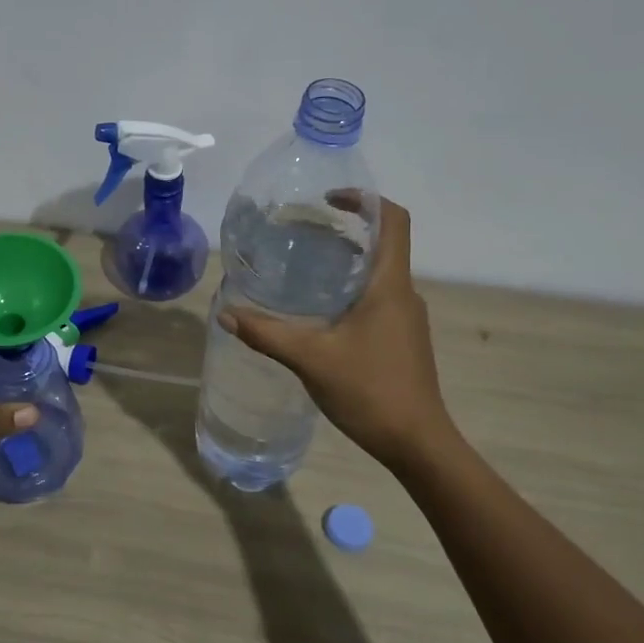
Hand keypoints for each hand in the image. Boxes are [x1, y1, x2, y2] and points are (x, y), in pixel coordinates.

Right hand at [219, 198, 453, 473]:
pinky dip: (351, 290)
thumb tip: (226, 313)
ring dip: (347, 262)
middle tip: (301, 232)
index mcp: (390, 285)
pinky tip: (320, 312)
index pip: (394, 220)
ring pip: (378, 273)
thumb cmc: (370, 390)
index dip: (365, 200)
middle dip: (345, 230)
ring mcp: (406, 318)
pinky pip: (377, 298)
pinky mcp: (402, 339)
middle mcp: (403, 293)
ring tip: (304, 267)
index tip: (328, 199)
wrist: (417, 443)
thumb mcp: (311, 359)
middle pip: (382, 243)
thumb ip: (267, 334)